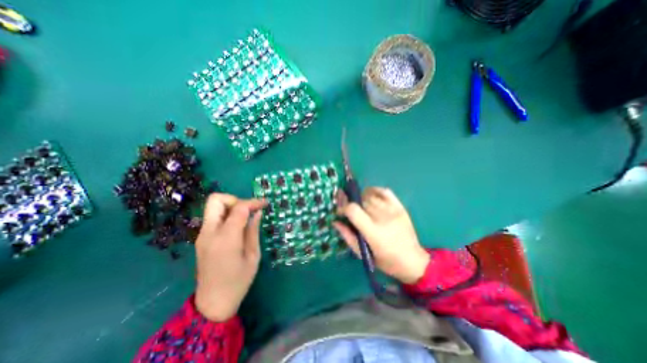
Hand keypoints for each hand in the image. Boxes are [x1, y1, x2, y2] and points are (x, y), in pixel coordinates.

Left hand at [192, 194, 266, 321]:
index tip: (265, 204)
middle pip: (216, 200)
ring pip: (213, 207)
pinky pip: (213, 218)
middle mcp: (210, 233)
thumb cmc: (238, 281)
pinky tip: (238, 226)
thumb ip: (253, 231)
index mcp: (226, 238)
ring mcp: (202, 235)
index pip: (239, 208)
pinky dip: (226, 215)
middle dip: (235, 199)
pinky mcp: (201, 239)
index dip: (253, 202)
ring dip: (230, 206)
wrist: (213, 303)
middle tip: (249, 210)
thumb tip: (257, 213)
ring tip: (245, 218)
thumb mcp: (253, 256)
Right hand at [334, 189, 427, 284]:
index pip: (353, 210)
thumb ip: (348, 236)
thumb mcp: (363, 254)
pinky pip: (384, 191)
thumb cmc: (386, 261)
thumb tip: (335, 221)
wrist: (413, 261)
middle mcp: (383, 218)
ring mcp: (393, 210)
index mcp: (373, 232)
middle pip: (361, 201)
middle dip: (352, 204)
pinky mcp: (400, 207)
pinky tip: (371, 197)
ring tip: (362, 207)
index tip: (341, 212)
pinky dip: (375, 190)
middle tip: (351, 212)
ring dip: (362, 199)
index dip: (343, 208)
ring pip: (371, 196)